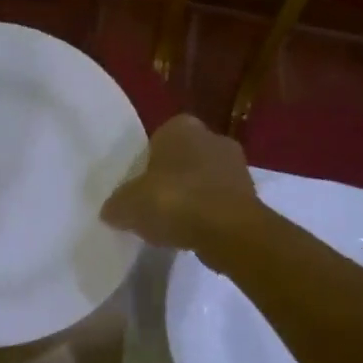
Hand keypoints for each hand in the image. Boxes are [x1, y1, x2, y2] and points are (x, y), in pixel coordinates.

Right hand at [100, 115, 258, 251]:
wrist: (228, 231)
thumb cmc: (173, 202)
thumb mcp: (127, 205)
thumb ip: (116, 205)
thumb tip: (111, 211)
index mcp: (180, 127)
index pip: (158, 139)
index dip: (147, 163)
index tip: (138, 187)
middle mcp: (212, 137)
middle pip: (183, 159)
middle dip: (171, 178)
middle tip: (153, 205)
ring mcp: (236, 165)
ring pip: (203, 180)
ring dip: (191, 197)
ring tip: (172, 224)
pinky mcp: (251, 194)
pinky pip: (219, 202)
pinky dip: (208, 215)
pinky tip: (193, 234)